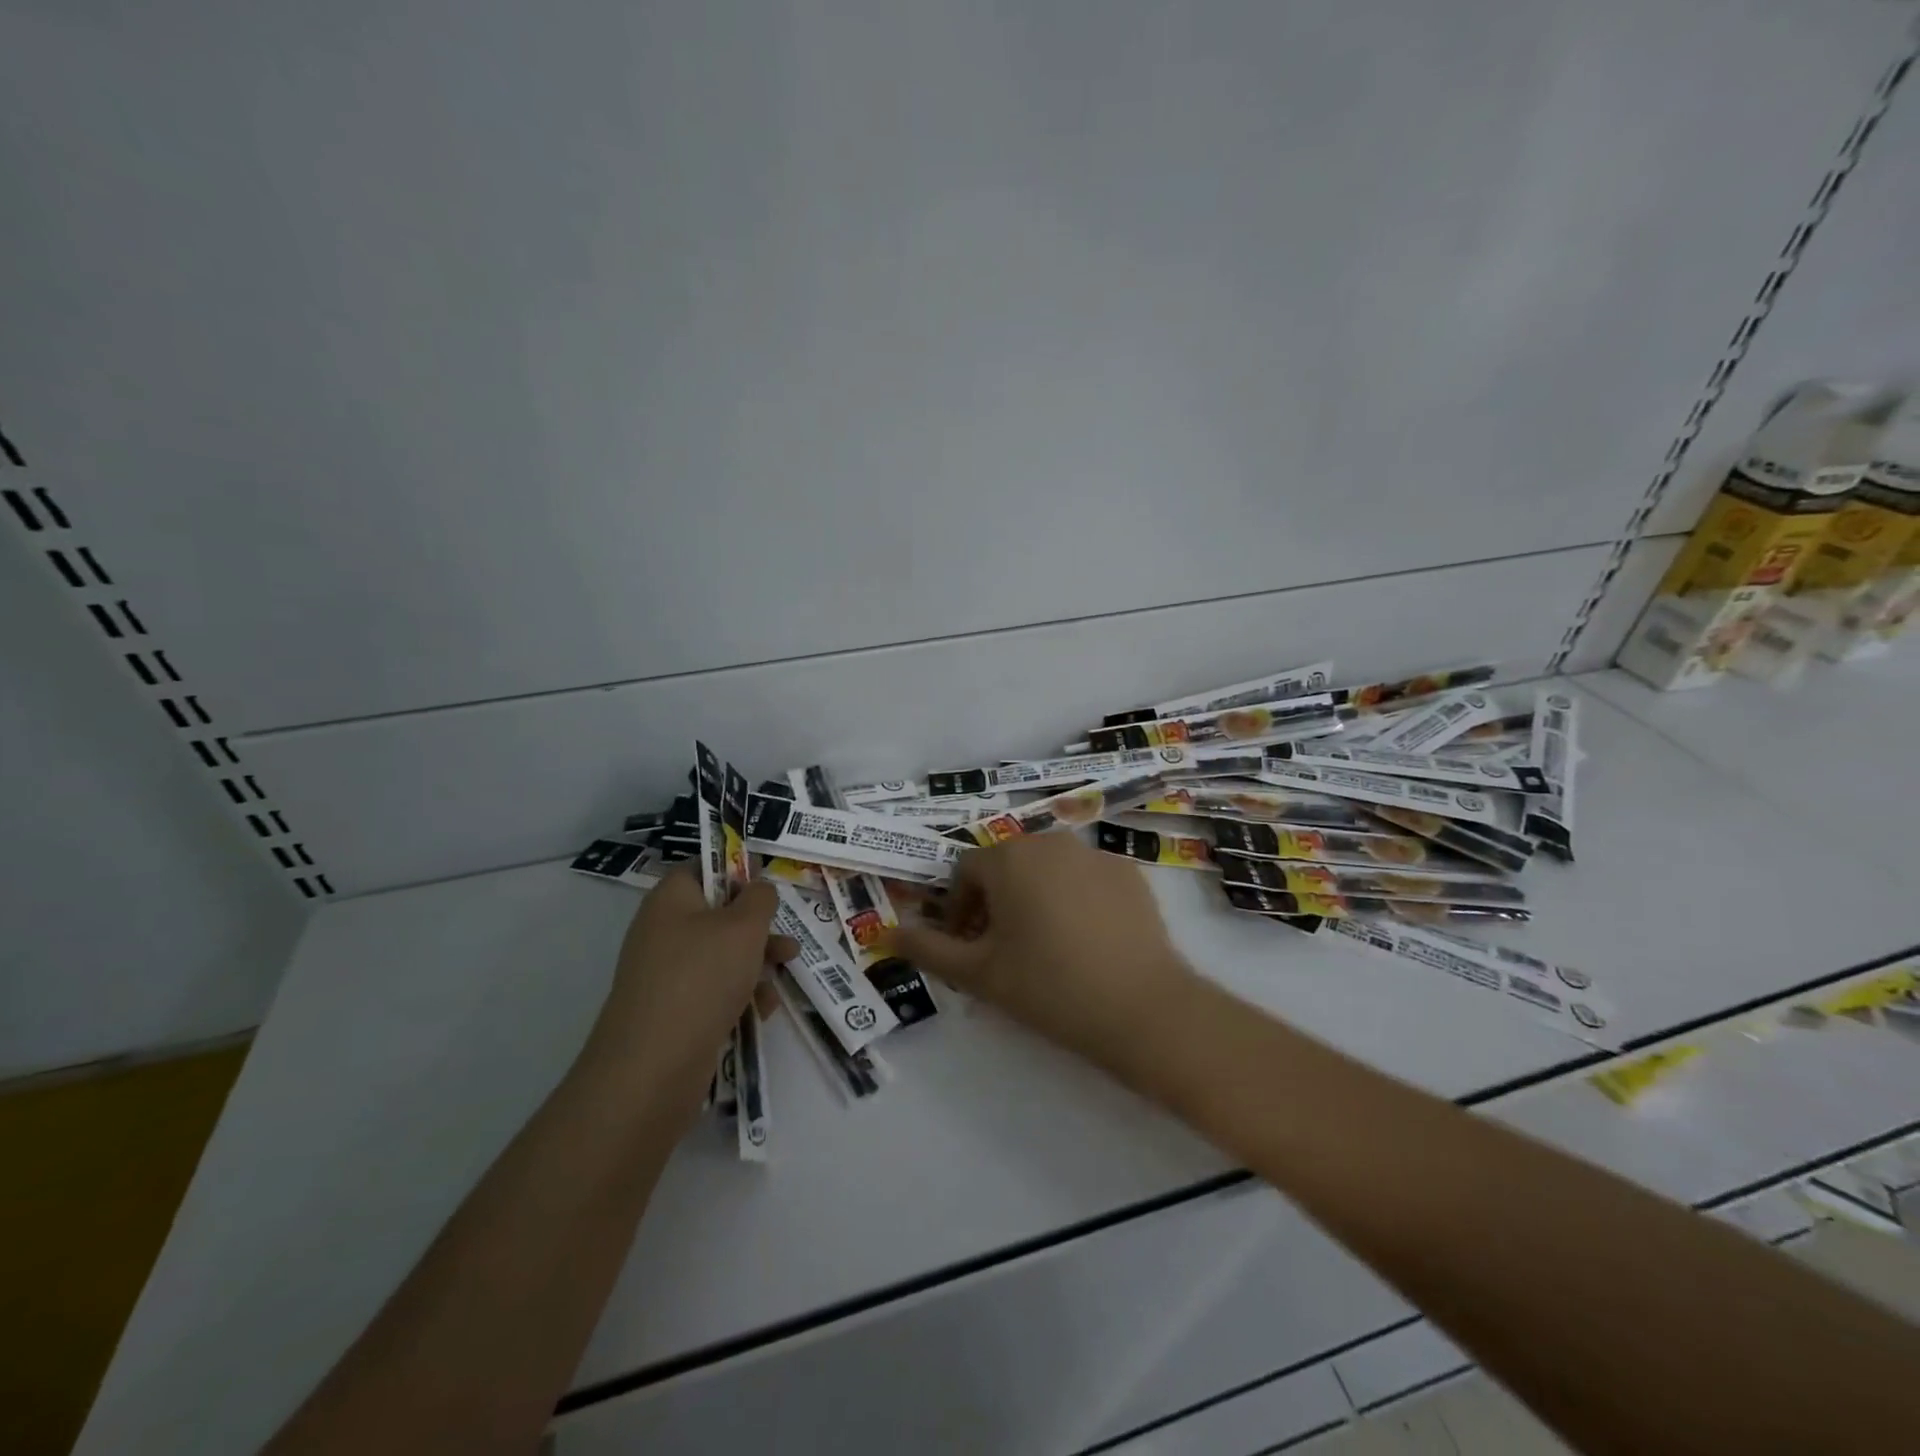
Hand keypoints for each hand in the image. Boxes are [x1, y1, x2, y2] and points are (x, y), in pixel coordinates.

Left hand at [587, 868, 796, 1119]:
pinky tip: (761, 1012)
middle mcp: (664, 930)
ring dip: (757, 964)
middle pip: (719, 914)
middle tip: (787, 944)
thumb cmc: (702, 978)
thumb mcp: (744, 927)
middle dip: (759, 929)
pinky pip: (714, 990)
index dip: (738, 871)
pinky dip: (740, 995)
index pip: (704, 867)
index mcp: (672, 899)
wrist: (652, 1067)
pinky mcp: (673, 1010)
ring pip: (722, 955)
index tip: (769, 889)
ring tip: (783, 979)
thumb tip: (758, 888)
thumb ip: (760, 898)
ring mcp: (666, 973)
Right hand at [895, 834, 1199, 1081]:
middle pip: (1007, 864)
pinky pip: (1085, 878)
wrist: (1142, 1007)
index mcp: (1009, 858)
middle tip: (1001, 948)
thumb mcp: (979, 973)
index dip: (957, 908)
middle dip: (994, 900)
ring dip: (1033, 896)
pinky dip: (1074, 899)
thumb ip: (928, 949)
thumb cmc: (1048, 986)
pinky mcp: (1129, 873)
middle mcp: (1050, 841)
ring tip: (1043, 945)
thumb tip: (885, 933)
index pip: (965, 871)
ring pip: (1047, 869)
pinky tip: (1085, 941)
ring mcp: (1094, 853)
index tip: (967, 946)